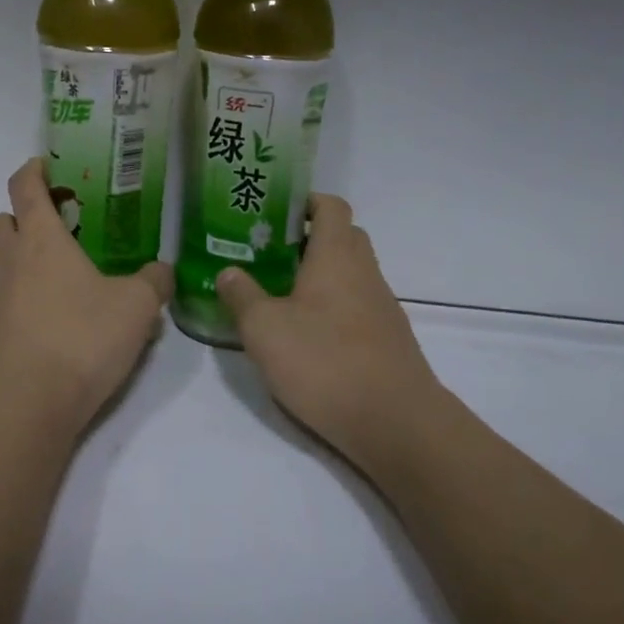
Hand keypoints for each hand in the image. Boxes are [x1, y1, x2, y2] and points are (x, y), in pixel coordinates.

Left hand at [0, 158, 172, 434]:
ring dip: (6, 265)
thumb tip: (162, 270)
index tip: (42, 166)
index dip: (32, 171)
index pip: (26, 187)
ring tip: (36, 288)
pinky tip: (24, 334)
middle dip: (20, 221)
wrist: (24, 405)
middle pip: (0, 222)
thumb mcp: (137, 309)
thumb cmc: (82, 341)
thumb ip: (153, 282)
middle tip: (50, 239)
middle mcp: (3, 260)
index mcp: (41, 240)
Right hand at [216, 195, 445, 472]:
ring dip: (318, 276)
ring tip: (277, 294)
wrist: (394, 422)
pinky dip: (330, 307)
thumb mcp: (264, 328)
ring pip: (349, 274)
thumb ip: (242, 295)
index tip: (273, 212)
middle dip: (307, 238)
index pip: (331, 206)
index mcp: (337, 256)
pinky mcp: (386, 340)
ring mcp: (381, 307)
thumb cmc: (323, 362)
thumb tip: (228, 271)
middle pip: (342, 237)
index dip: (305, 201)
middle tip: (267, 254)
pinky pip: (355, 306)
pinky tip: (305, 335)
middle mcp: (365, 272)